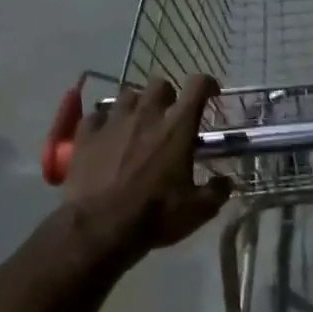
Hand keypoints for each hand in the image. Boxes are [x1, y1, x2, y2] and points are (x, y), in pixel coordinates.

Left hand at [62, 75, 230, 255]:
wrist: (99, 227)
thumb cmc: (155, 215)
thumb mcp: (198, 210)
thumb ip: (217, 191)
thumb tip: (226, 182)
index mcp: (177, 128)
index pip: (197, 86)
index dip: (207, 84)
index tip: (211, 94)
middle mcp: (146, 115)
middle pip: (159, 84)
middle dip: (168, 94)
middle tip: (170, 114)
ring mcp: (112, 122)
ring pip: (127, 95)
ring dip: (137, 105)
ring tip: (138, 124)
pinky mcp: (86, 134)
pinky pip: (97, 115)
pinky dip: (105, 121)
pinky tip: (107, 136)